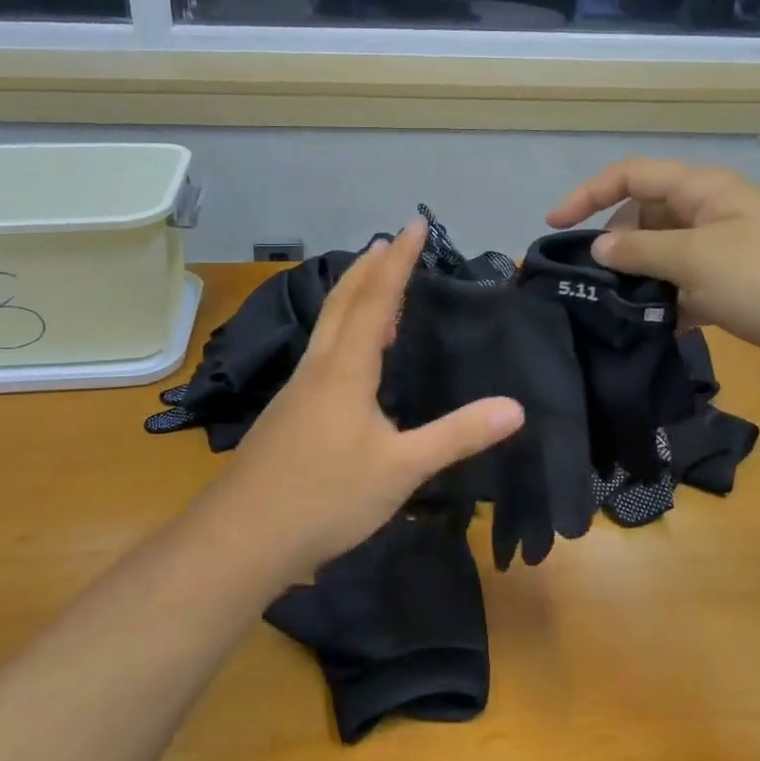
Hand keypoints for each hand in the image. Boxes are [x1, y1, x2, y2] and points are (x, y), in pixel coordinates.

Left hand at [221, 221, 525, 573]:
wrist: (243, 537)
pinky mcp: (287, 413)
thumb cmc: (326, 497)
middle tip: (390, 241)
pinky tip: (348, 355)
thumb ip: (457, 436)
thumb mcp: (401, 469)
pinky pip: (321, 351)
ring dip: (351, 295)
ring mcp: (297, 390)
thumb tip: (516, 407)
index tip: (413, 224)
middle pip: (343, 302)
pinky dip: (341, 330)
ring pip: (326, 326)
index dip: (398, 261)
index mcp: (345, 369)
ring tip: (372, 284)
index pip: (377, 300)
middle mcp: (318, 367)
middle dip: (369, 268)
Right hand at [546, 158, 759, 393]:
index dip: (589, 193)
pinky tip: (653, 328)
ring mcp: (729, 252)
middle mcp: (714, 214)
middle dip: (614, 240)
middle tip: (587, 278)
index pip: (632, 175)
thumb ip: (641, 250)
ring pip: (665, 254)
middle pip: (646, 213)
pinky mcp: (740, 288)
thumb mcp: (697, 260)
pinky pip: (688, 285)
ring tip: (611, 308)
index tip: (554, 226)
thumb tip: (599, 246)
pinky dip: (668, 301)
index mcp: (705, 191)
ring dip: (639, 276)